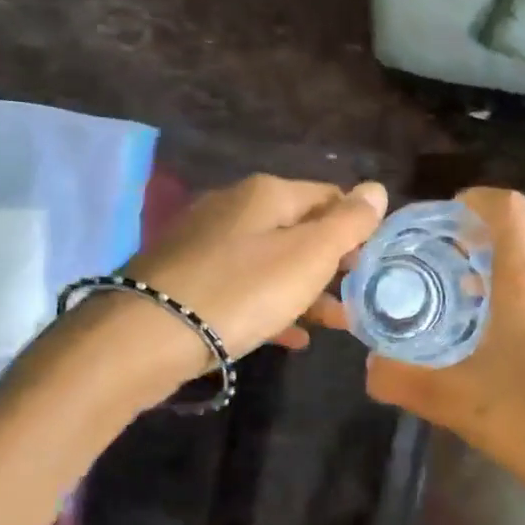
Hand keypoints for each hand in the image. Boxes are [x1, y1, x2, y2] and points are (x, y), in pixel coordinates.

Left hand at [121, 174, 385, 366]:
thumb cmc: (243, 290)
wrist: (149, 335)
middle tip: (358, 297)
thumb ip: (348, 223)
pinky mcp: (188, 279)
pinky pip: (244, 288)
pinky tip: (291, 336)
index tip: (375, 263)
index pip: (330, 196)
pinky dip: (272, 306)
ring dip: (307, 290)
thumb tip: (376, 189)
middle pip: (300, 230)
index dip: (358, 227)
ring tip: (335, 323)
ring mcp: (206, 243)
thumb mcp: (308, 255)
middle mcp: (234, 207)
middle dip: (333, 263)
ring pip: (272, 262)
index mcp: (267, 193)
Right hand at [312, 188, 524, 524]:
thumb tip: (369, 367)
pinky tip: (501, 328)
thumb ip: (403, 380)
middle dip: (484, 232)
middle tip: (445, 259)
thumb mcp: (455, 402)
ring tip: (465, 294)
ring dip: (506, 260)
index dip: (473, 201)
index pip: (507, 208)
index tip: (441, 222)